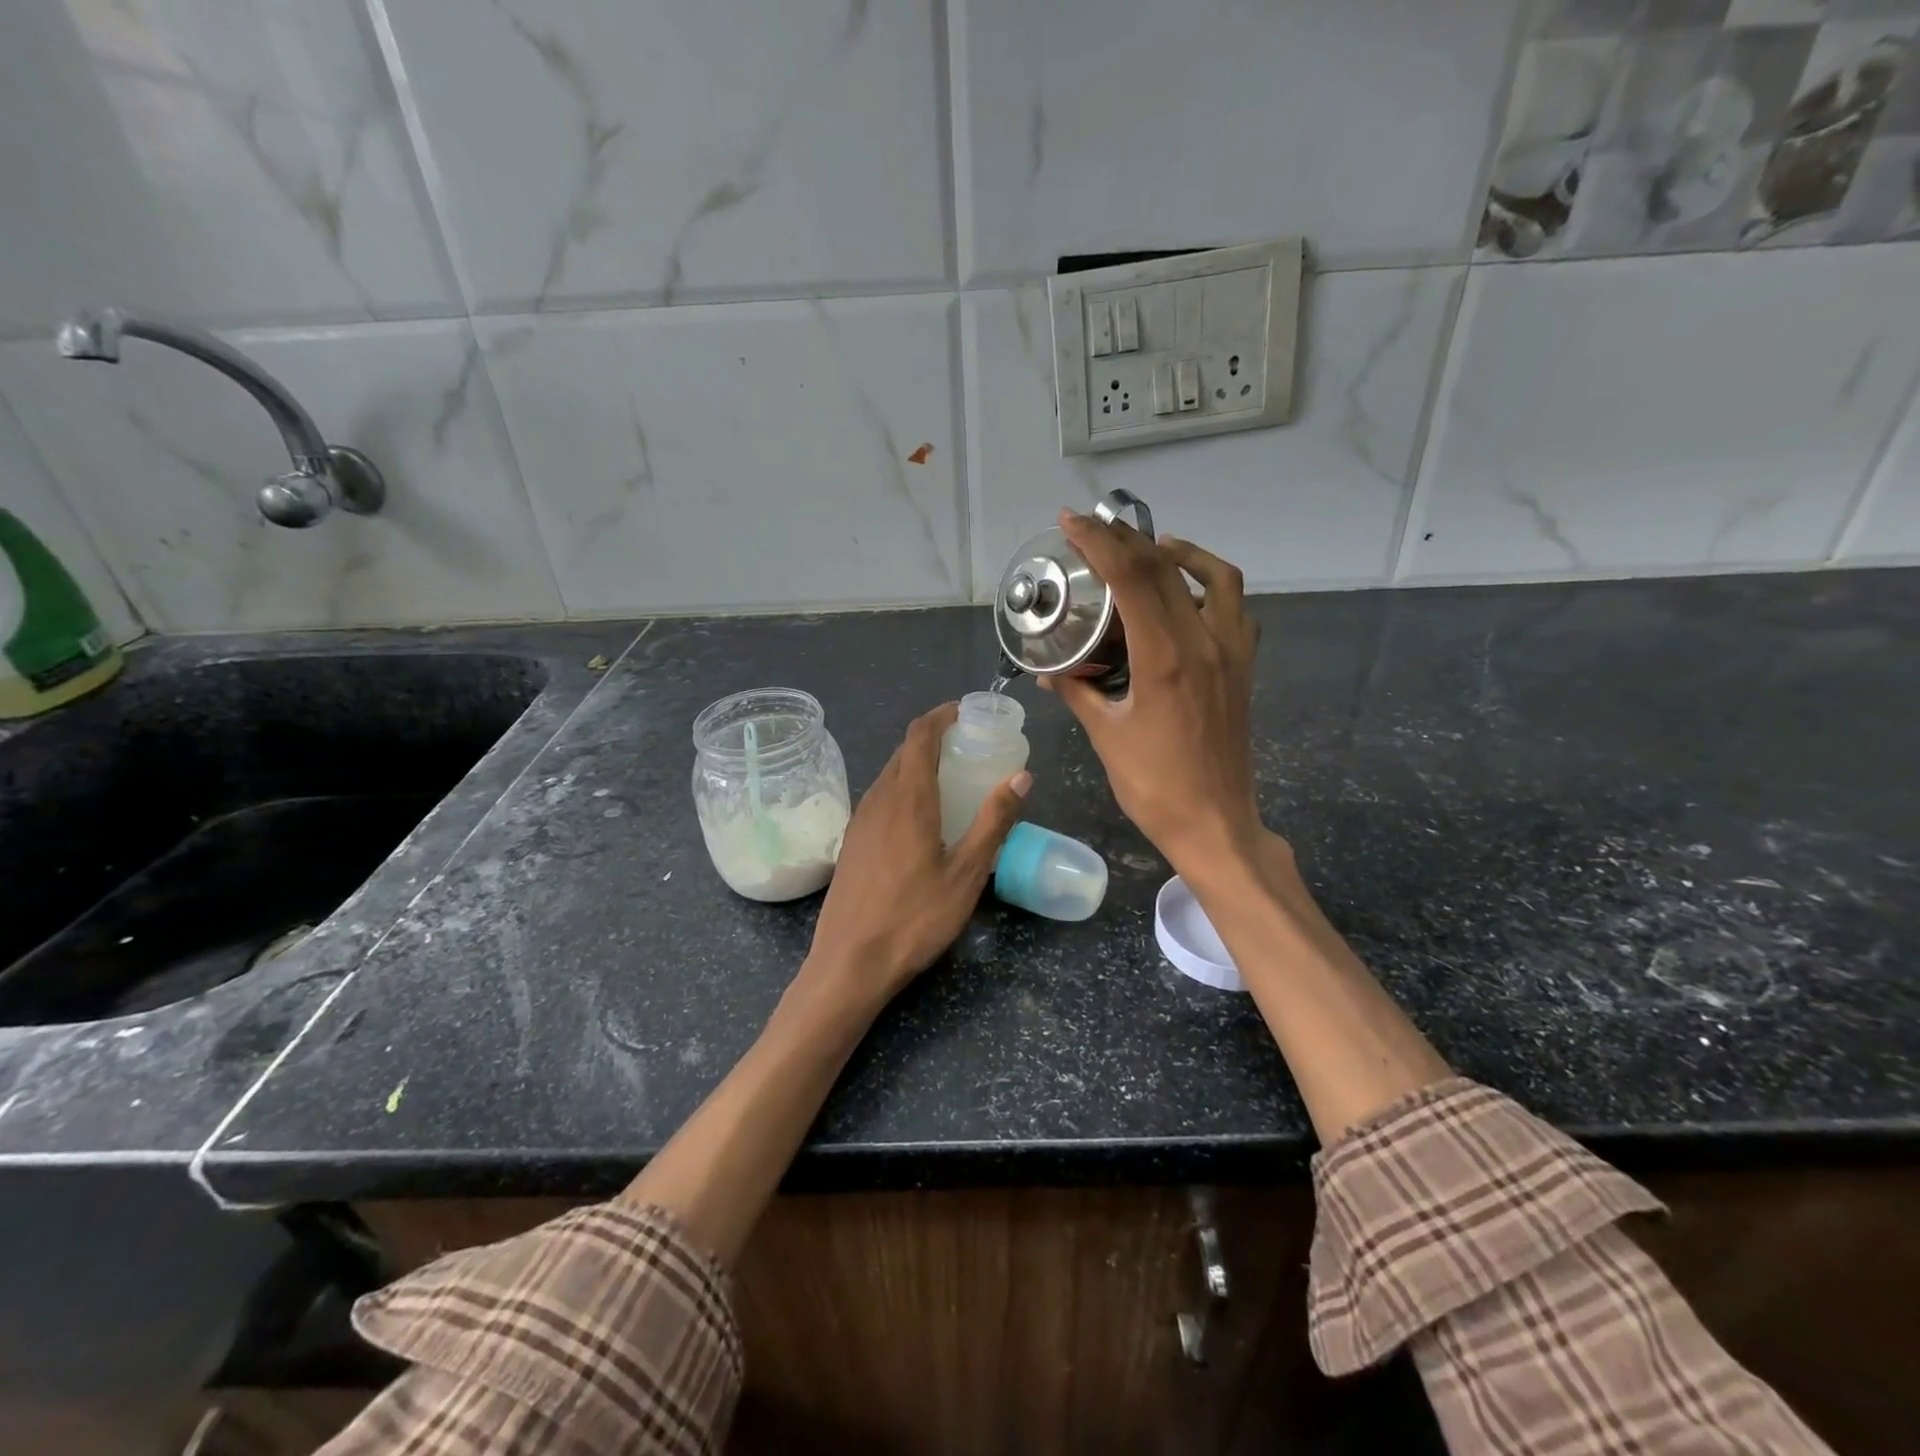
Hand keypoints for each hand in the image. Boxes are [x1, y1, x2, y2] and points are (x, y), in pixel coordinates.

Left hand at [804, 702, 1030, 1008]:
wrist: (850, 962)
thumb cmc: (915, 918)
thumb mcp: (966, 873)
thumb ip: (993, 821)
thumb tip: (1021, 776)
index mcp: (908, 798)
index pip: (920, 735)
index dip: (941, 715)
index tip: (966, 711)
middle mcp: (878, 799)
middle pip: (904, 751)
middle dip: (934, 737)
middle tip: (969, 746)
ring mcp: (860, 820)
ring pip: (890, 774)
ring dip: (918, 764)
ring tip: (951, 778)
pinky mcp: (852, 841)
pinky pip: (880, 797)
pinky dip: (904, 788)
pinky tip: (922, 817)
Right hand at [1041, 510, 1267, 878]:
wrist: (1216, 823)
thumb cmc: (1155, 786)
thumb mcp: (1107, 736)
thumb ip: (1078, 692)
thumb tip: (1050, 672)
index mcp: (1166, 658)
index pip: (1131, 579)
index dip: (1098, 543)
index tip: (1069, 522)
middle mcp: (1205, 642)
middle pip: (1166, 568)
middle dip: (1126, 540)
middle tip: (1094, 530)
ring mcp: (1232, 653)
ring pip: (1217, 577)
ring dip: (1181, 553)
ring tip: (1150, 551)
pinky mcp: (1244, 668)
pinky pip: (1235, 609)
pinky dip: (1211, 587)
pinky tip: (1186, 599)